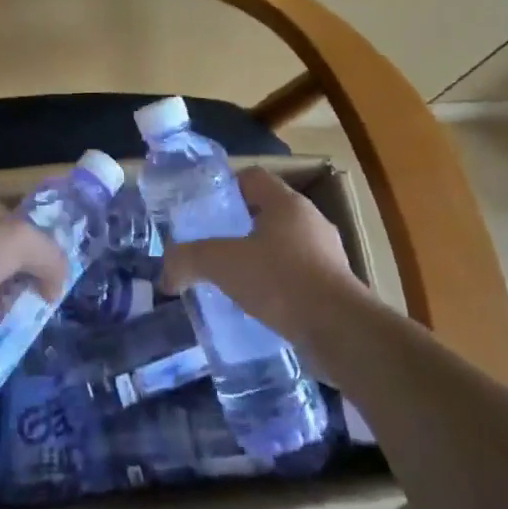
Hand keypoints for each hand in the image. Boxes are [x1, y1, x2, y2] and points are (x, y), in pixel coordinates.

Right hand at [159, 167, 364, 340]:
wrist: (340, 331)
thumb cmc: (280, 281)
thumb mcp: (222, 264)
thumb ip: (188, 260)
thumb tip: (166, 275)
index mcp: (286, 203)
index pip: (252, 177)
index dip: (225, 187)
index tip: (204, 209)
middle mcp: (310, 220)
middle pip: (266, 212)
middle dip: (237, 227)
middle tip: (211, 246)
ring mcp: (327, 254)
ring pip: (283, 245)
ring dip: (258, 258)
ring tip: (231, 279)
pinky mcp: (335, 286)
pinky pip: (297, 275)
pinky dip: (276, 284)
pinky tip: (258, 305)